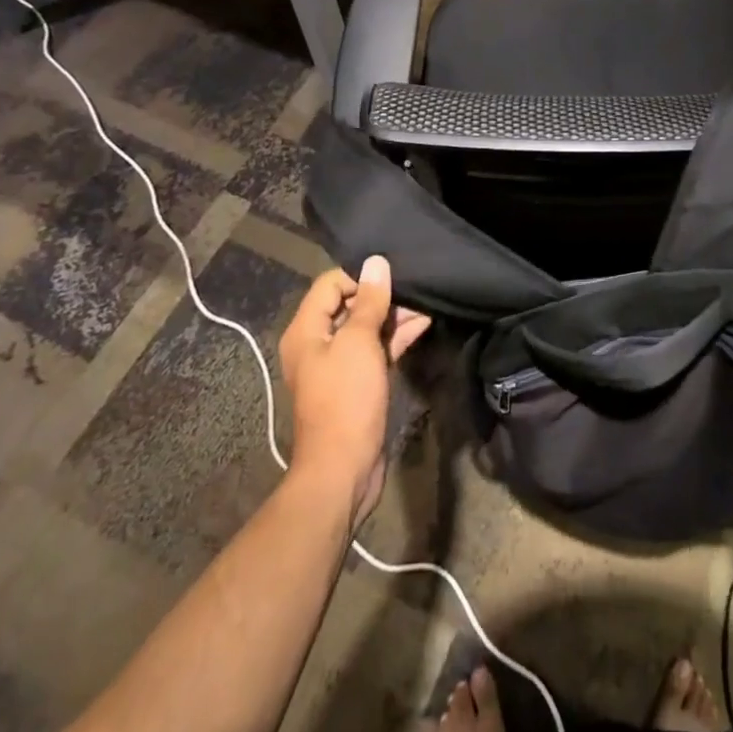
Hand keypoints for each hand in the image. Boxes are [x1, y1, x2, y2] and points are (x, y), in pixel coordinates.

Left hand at [278, 256, 431, 524]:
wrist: (343, 469)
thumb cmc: (346, 399)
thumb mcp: (359, 342)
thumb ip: (370, 301)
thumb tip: (376, 262)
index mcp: (306, 330)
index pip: (330, 283)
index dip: (360, 277)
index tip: (392, 277)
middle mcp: (317, 344)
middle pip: (349, 304)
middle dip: (382, 296)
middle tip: (415, 290)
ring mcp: (338, 365)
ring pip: (366, 328)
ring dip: (393, 316)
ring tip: (426, 305)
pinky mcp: (357, 383)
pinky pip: (375, 349)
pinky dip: (396, 337)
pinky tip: (423, 324)